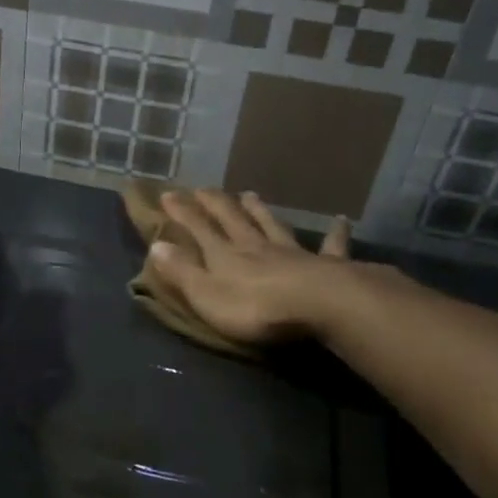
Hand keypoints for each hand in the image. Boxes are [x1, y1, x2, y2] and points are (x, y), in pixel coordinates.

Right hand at [147, 190, 355, 346]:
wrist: (319, 306)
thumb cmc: (256, 308)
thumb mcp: (207, 295)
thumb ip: (182, 271)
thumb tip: (156, 245)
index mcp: (226, 255)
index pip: (199, 228)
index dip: (182, 212)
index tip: (168, 193)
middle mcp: (256, 246)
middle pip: (233, 219)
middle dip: (216, 204)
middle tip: (204, 189)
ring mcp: (292, 253)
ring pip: (272, 225)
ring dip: (260, 210)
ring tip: (250, 194)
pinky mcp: (326, 266)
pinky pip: (330, 246)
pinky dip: (334, 234)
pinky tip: (341, 221)